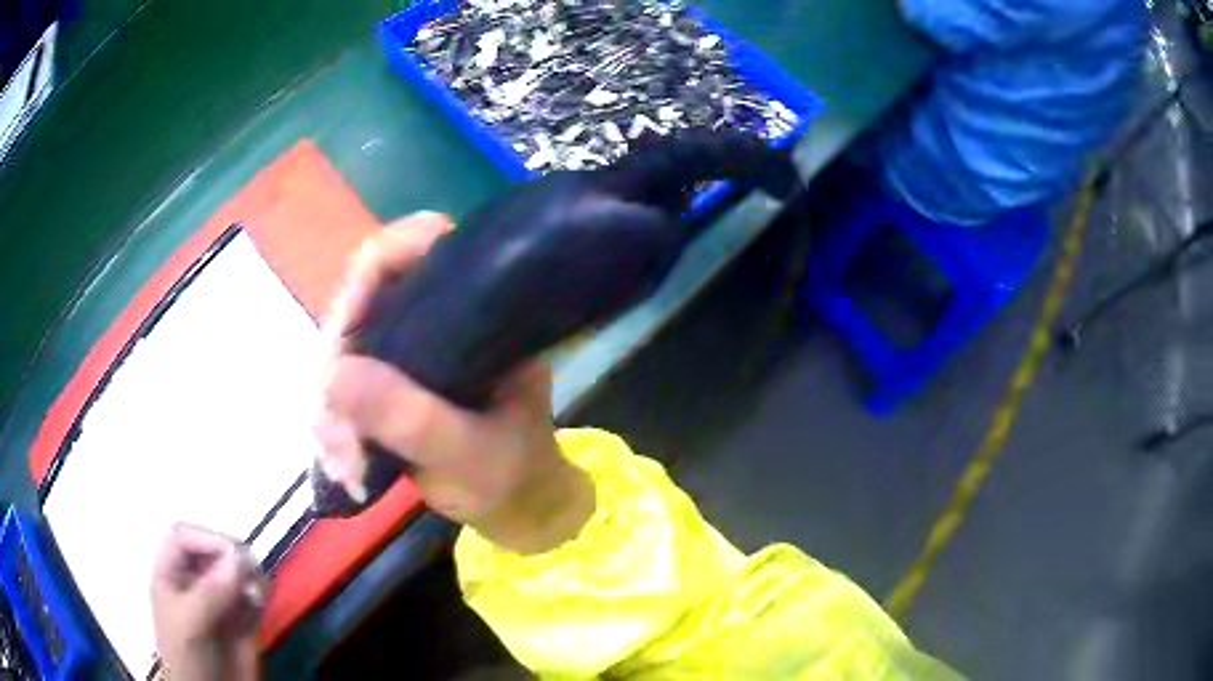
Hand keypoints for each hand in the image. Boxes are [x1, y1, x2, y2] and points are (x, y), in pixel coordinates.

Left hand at [151, 524, 265, 680]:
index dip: (206, 538)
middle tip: (252, 573)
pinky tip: (261, 607)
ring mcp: (220, 601)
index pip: (184, 537)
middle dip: (234, 557)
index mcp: (171, 575)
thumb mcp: (190, 625)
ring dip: (252, 575)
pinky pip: (255, 596)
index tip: (233, 554)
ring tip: (258, 594)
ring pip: (239, 570)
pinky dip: (262, 594)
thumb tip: (239, 557)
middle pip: (214, 550)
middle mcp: (196, 582)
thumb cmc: (188, 658)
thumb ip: (210, 593)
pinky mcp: (243, 620)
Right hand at [317, 213, 593, 553]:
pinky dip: (333, 412)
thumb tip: (333, 376)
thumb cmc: (512, 475)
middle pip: (368, 291)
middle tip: (333, 421)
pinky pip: (344, 375)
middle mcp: (443, 312)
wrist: (518, 505)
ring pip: (348, 337)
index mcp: (482, 308)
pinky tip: (339, 453)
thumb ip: (411, 419)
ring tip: (339, 452)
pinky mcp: (392, 374)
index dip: (377, 266)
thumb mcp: (471, 456)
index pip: (424, 242)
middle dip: (338, 353)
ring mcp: (413, 342)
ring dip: (330, 394)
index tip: (350, 324)